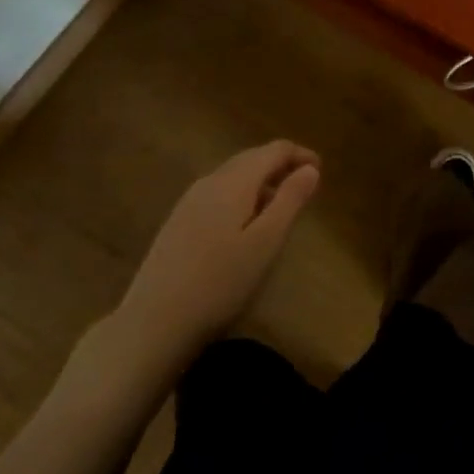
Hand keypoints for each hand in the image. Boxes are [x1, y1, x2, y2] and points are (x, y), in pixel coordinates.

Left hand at [115, 140, 319, 364]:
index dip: (300, 155)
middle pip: (251, 159)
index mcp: (234, 181)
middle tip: (305, 186)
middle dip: (280, 166)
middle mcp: (210, 181)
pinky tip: (244, 226)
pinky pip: (218, 194)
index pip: (273, 150)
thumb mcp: (266, 244)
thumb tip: (310, 168)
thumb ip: (290, 200)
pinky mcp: (177, 222)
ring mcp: (189, 201)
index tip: (321, 171)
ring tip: (279, 207)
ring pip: (233, 176)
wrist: (153, 324)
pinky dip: (241, 196)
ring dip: (260, 182)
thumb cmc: (219, 284)